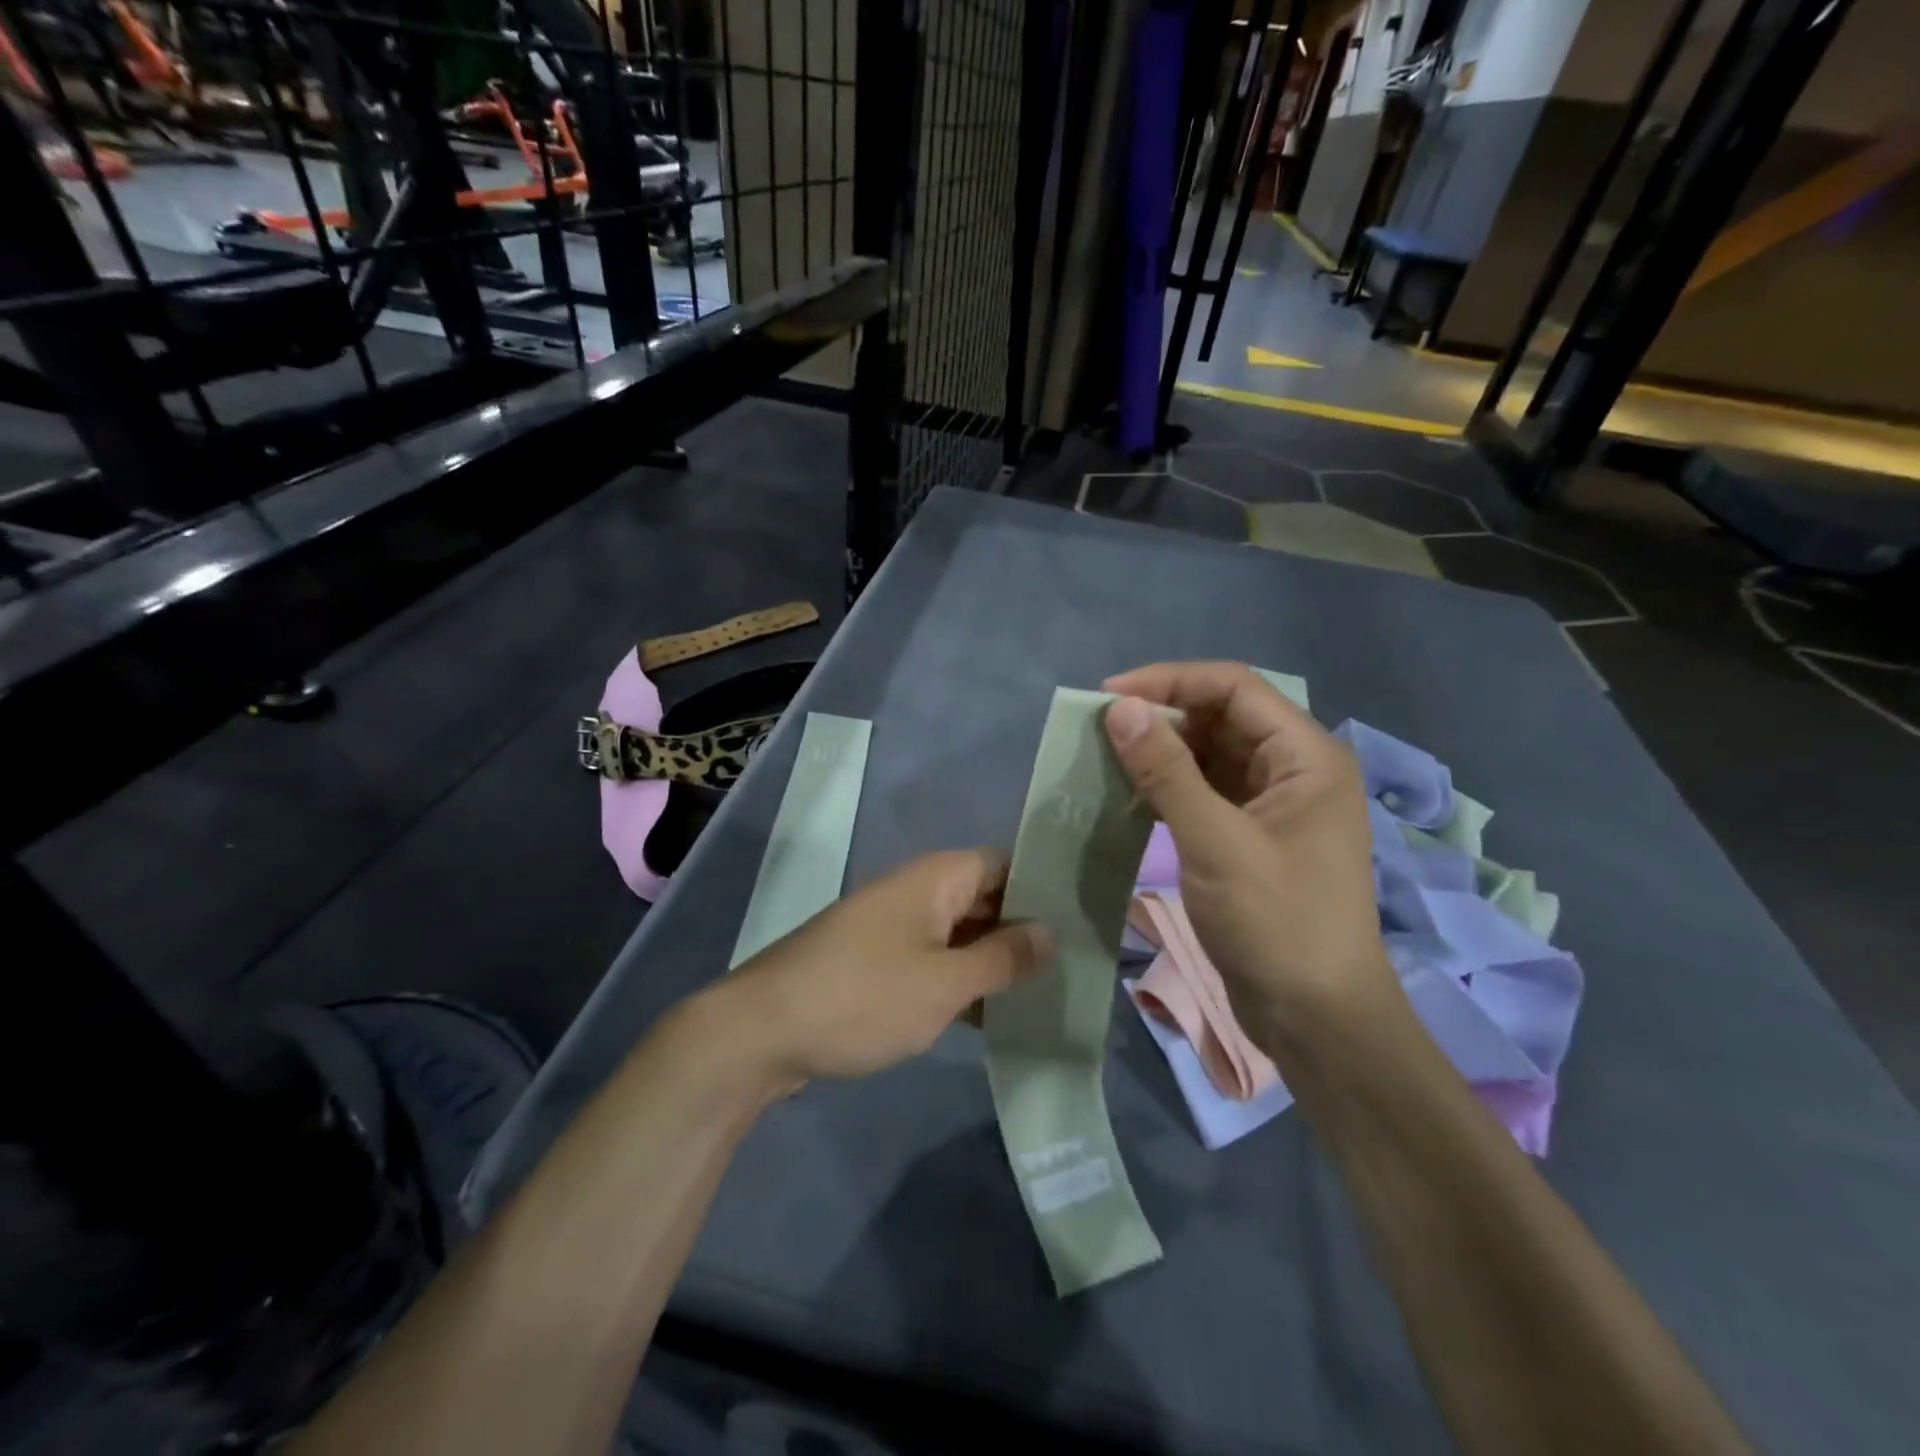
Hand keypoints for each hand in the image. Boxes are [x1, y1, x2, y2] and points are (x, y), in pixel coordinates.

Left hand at [728, 849, 1052, 1082]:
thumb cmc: (862, 997)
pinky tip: (994, 1017)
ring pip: (962, 933)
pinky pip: (935, 960)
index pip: (1007, 863)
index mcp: (938, 877)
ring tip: (1050, 994)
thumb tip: (1051, 931)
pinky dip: (963, 982)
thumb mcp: (944, 983)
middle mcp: (918, 891)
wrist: (761, 1031)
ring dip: (996, 961)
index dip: (1046, 887)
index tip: (1086, 920)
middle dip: (1026, 930)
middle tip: (1078, 966)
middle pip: (987, 898)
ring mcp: (896, 927)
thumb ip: (1003, 956)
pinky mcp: (879, 962)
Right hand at [1101, 662, 1394, 1050]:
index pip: (1235, 688)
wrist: (1317, 1019)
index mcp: (1306, 756)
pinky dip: (1170, 787)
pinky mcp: (1252, 836)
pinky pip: (1207, 791)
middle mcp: (1294, 769)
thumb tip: (1120, 710)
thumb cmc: (1277, 923)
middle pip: (1222, 717)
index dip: (1170, 681)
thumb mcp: (1216, 843)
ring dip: (1162, 752)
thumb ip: (1166, 772)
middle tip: (1102, 730)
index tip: (1109, 696)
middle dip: (1163, 716)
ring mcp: (1274, 805)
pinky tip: (1131, 794)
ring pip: (1211, 754)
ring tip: (1107, 757)